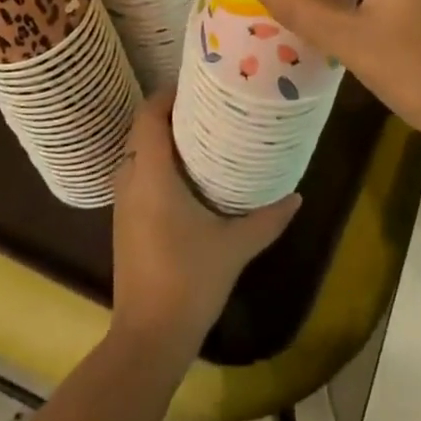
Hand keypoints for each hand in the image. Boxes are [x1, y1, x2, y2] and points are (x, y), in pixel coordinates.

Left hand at [110, 89, 299, 352]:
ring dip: (160, 139)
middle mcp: (130, 181)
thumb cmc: (190, 280)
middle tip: (205, 106)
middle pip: (141, 130)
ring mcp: (122, 204)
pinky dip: (155, 163)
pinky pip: (135, 176)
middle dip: (168, 113)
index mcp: (151, 175)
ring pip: (136, 154)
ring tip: (199, 134)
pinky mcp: (124, 223)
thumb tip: (297, 196)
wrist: (149, 336)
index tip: (196, 84)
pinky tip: (185, 176)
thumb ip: (267, 218)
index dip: (167, 95)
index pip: (149, 116)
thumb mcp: (236, 246)